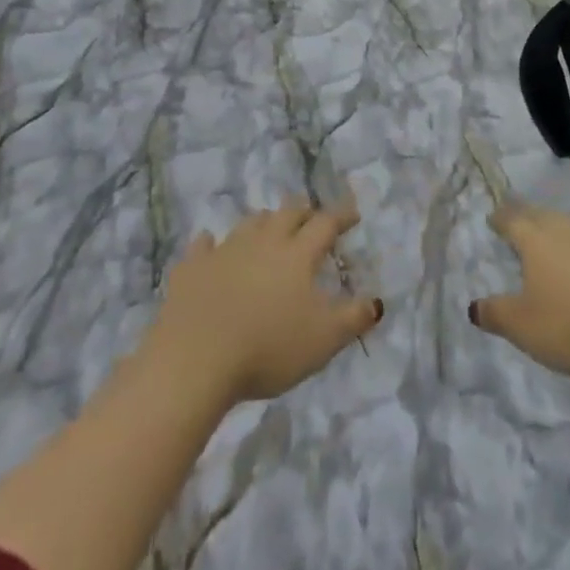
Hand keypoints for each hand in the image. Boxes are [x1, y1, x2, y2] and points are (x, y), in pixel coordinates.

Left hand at [147, 202, 382, 406]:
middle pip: (287, 213)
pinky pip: (203, 246)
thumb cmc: (269, 348)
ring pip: (249, 223)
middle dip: (303, 211)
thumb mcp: (324, 340)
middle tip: (311, 215)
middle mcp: (263, 241)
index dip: (341, 216)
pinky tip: (209, 244)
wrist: (196, 358)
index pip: (325, 224)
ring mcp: (225, 250)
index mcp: (297, 254)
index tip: (352, 214)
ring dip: (263, 222)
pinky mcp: (192, 267)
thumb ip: (353, 318)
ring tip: (269, 227)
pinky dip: (210, 243)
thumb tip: (377, 301)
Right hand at [470, 203, 569, 381]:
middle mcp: (568, 233)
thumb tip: (473, 306)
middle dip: (530, 215)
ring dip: (566, 225)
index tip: (493, 218)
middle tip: (522, 218)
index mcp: (537, 242)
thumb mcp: (523, 327)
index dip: (501, 218)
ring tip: (561, 230)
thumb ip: (496, 314)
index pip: (513, 221)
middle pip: (545, 216)